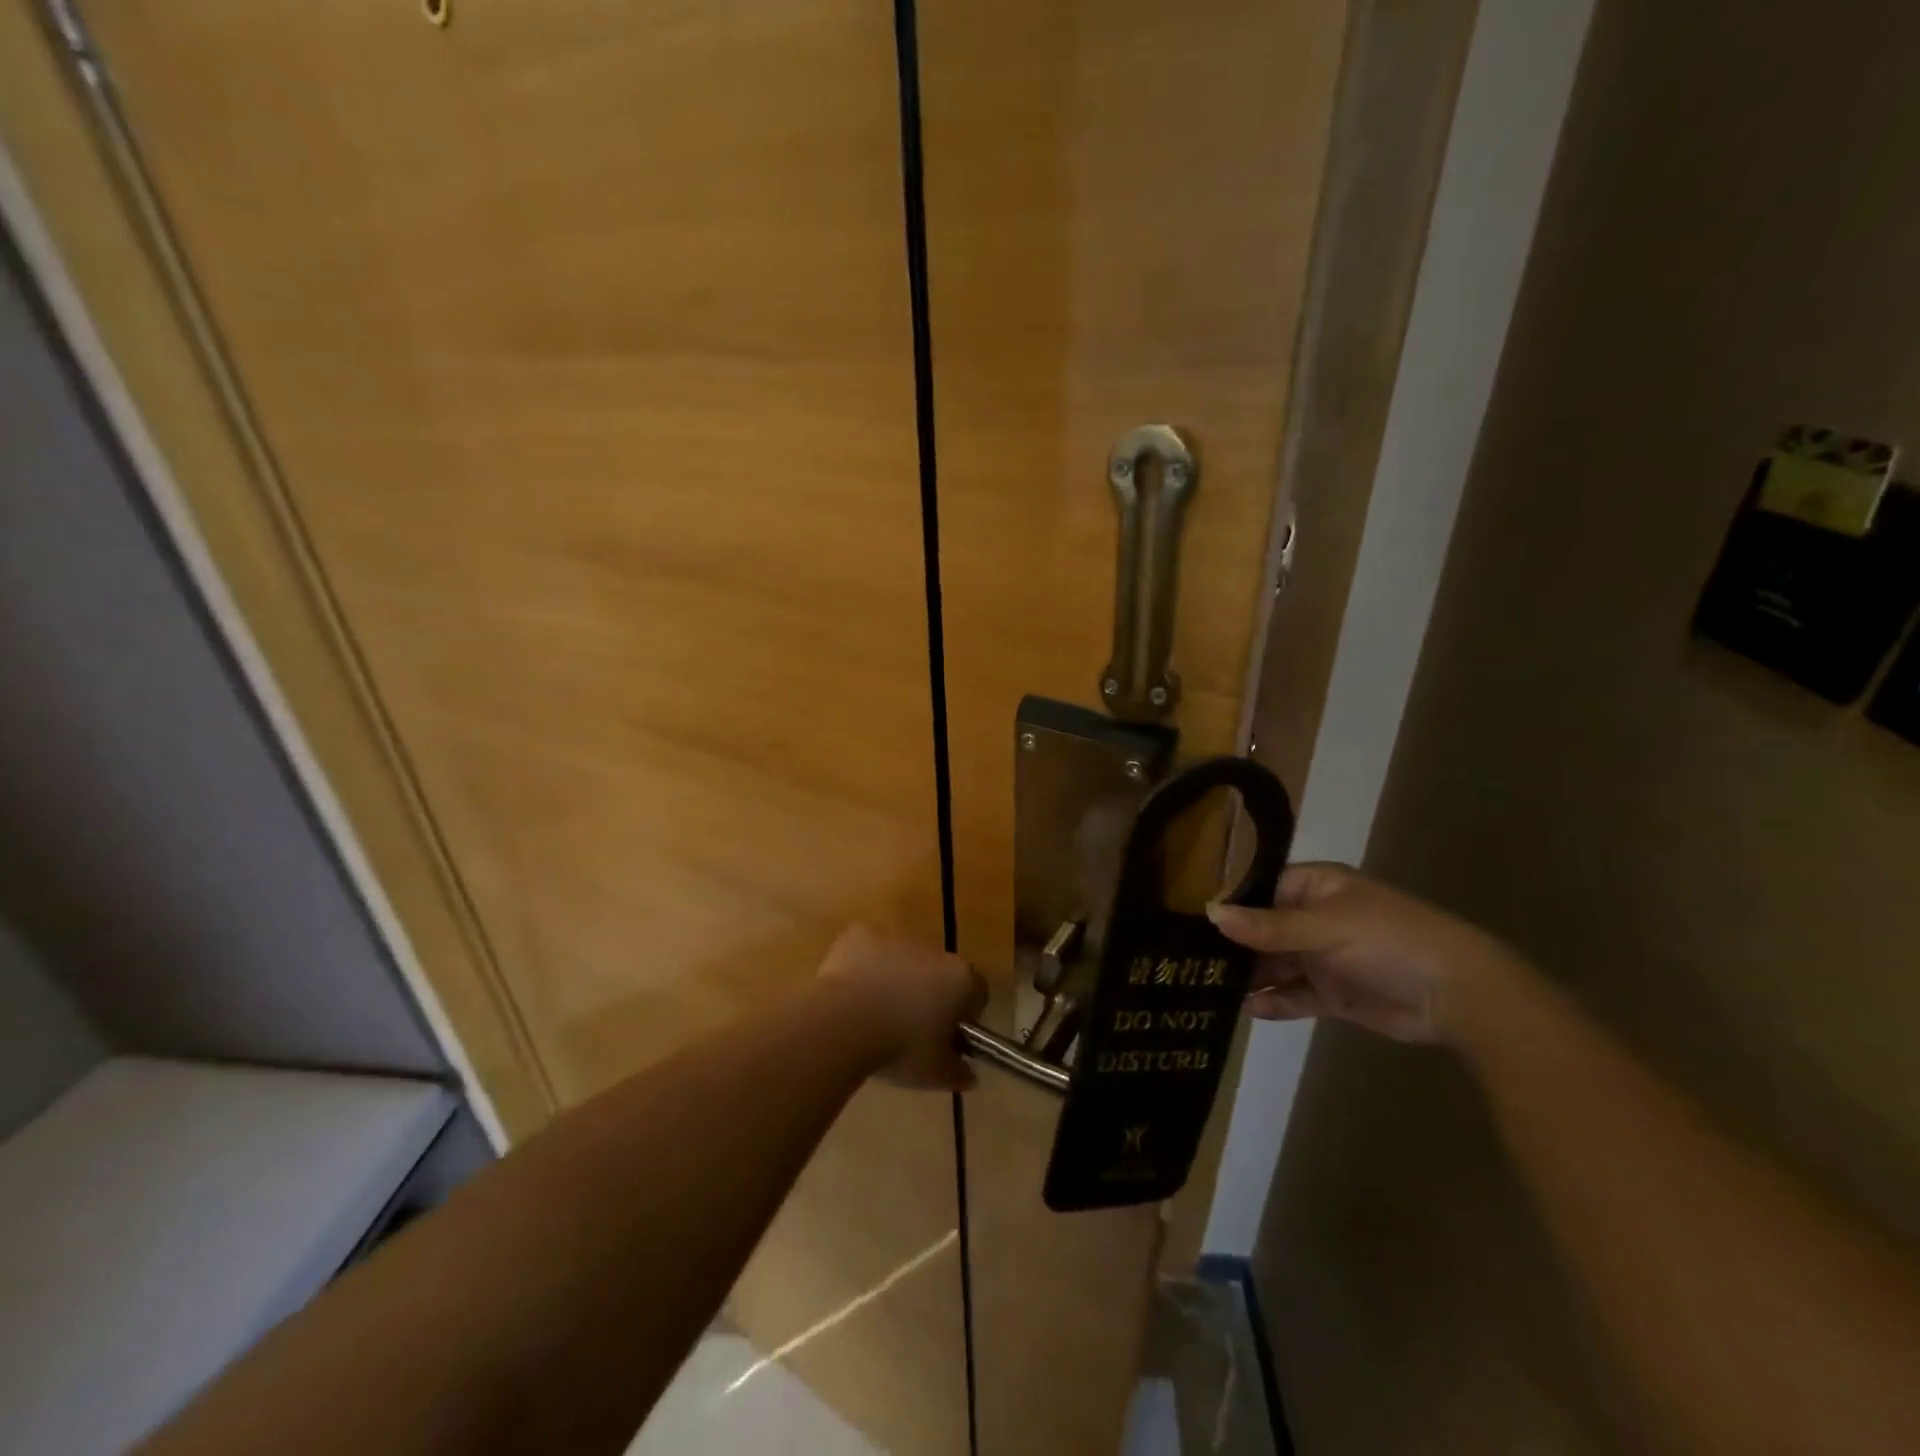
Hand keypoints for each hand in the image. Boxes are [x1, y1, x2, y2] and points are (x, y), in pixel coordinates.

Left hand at [817, 926, 987, 1089]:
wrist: (844, 1022)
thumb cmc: (900, 1047)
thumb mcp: (936, 1073)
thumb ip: (958, 1072)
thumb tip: (969, 1075)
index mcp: (960, 978)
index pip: (977, 992)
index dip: (964, 1014)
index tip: (947, 1037)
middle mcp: (933, 950)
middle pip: (938, 972)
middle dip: (928, 994)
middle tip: (908, 1029)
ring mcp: (895, 938)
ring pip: (902, 960)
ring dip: (895, 980)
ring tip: (873, 1015)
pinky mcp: (860, 934)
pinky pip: (868, 951)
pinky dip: (863, 968)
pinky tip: (849, 995)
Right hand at [1205, 863, 1523, 1045]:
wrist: (1458, 995)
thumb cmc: (1388, 940)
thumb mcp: (1324, 927)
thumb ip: (1267, 926)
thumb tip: (1210, 912)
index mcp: (1315, 888)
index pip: (1260, 890)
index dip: (1230, 905)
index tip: (1189, 922)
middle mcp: (1314, 919)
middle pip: (1263, 930)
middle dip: (1233, 946)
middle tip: (1188, 961)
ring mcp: (1324, 958)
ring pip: (1275, 964)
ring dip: (1249, 976)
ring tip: (1206, 988)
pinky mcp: (1334, 994)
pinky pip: (1294, 995)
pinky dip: (1274, 1002)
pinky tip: (1248, 1009)